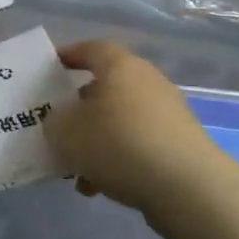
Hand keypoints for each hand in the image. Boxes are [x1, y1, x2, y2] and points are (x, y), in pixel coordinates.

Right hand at [44, 41, 229, 212]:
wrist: (188, 189)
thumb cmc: (118, 143)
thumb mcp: (65, 131)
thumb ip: (54, 120)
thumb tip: (62, 120)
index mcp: (121, 67)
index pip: (91, 49)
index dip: (69, 56)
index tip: (50, 69)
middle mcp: (148, 83)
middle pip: (106, 87)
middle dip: (81, 106)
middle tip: (59, 123)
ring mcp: (169, 116)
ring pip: (121, 121)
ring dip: (97, 139)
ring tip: (76, 166)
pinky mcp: (180, 147)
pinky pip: (138, 146)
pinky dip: (117, 160)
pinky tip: (99, 187)